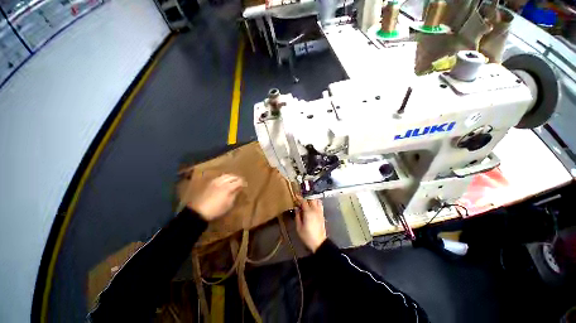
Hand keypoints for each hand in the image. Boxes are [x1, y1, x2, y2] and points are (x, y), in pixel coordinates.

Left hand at [188, 174, 245, 220]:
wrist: (199, 211)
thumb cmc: (216, 209)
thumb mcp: (229, 204)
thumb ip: (235, 194)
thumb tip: (239, 188)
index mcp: (228, 187)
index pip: (238, 181)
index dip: (243, 183)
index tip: (245, 185)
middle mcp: (222, 182)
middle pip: (232, 176)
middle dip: (237, 178)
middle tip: (240, 182)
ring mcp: (215, 181)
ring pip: (226, 175)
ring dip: (231, 177)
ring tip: (233, 180)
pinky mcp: (210, 183)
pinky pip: (219, 177)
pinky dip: (224, 177)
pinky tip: (225, 181)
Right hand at [295, 197, 326, 252]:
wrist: (319, 243)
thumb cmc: (307, 236)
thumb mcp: (299, 227)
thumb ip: (297, 216)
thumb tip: (296, 208)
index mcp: (308, 212)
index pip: (303, 201)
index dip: (299, 198)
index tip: (295, 196)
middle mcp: (315, 210)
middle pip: (311, 199)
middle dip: (306, 197)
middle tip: (300, 200)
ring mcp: (320, 212)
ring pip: (317, 200)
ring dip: (312, 199)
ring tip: (307, 202)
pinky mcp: (322, 215)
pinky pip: (320, 205)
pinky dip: (316, 203)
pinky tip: (312, 206)